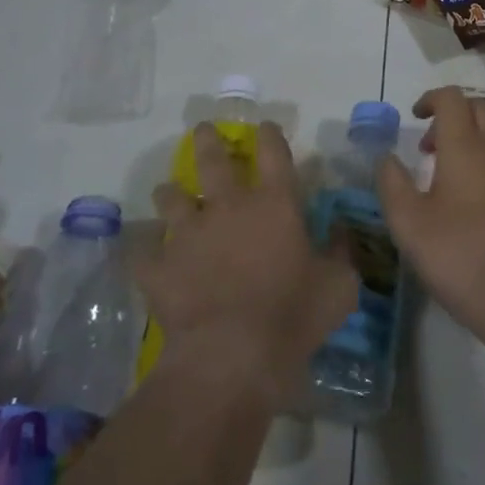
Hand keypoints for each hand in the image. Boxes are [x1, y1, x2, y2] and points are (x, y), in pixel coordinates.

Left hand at [137, 121, 358, 408]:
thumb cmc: (293, 316)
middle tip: (203, 130)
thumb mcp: (340, 286)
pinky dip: (145, 248)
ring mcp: (188, 234)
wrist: (232, 357)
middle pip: (213, 159)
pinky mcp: (158, 267)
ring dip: (171, 193)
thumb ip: (341, 252)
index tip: (265, 127)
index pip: (273, 152)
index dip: (269, 134)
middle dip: (208, 140)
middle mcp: (229, 206)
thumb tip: (341, 231)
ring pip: (172, 198)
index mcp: (275, 203)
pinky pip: (143, 250)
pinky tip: (145, 251)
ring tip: (169, 192)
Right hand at [376, 87, 484, 336]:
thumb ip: (392, 183)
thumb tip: (386, 157)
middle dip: (451, 116)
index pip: (452, 98)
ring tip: (445, 177)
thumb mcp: (408, 222)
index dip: (431, 99)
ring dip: (469, 141)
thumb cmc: (456, 253)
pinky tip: (470, 202)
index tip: (413, 118)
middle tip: (428, 147)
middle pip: (478, 109)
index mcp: (464, 147)